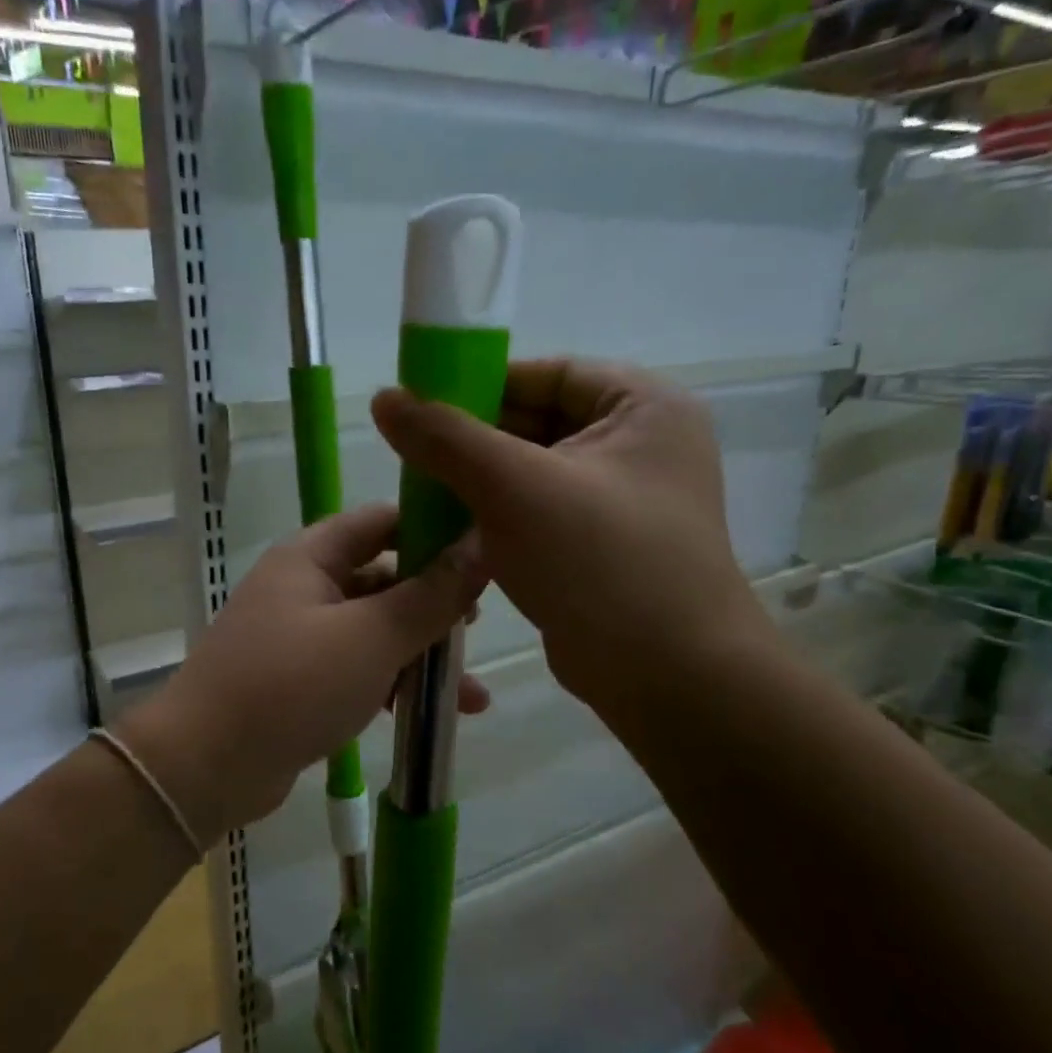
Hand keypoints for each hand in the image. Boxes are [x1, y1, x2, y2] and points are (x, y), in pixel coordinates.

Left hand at [118, 503, 487, 845]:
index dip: (431, 527)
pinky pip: (359, 670)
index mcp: (311, 557)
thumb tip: (481, 547)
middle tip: (477, 625)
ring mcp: (300, 637)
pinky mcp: (301, 683)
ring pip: (375, 630)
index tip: (483, 547)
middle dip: (432, 601)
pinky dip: (395, 685)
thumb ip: (430, 595)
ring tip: (473, 689)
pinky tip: (439, 715)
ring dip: (421, 654)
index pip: (380, 521)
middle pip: (382, 577)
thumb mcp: (371, 637)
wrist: (206, 766)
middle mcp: (303, 587)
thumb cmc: (291, 685)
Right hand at [370, 359, 775, 718]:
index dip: (482, 384)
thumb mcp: (514, 488)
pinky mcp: (600, 547)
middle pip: (537, 422)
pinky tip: (450, 531)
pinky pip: (537, 514)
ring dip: (478, 484)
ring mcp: (621, 500)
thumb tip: (384, 397)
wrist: (667, 678)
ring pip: (532, 473)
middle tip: (413, 458)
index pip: (548, 374)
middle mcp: (639, 445)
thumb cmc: (600, 563)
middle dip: (474, 442)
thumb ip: (446, 438)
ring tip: (422, 495)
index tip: (422, 407)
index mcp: (642, 407)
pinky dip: (496, 518)